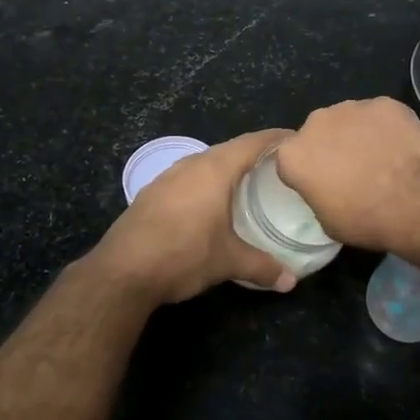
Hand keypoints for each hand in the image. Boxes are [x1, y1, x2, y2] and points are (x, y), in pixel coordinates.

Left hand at [91, 129, 296, 305]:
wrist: (122, 271)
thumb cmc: (183, 255)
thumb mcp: (228, 262)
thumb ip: (262, 267)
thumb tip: (290, 281)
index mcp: (215, 169)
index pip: (253, 142)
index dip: (277, 138)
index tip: (298, 140)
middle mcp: (192, 164)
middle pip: (230, 149)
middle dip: (255, 154)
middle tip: (279, 166)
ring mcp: (168, 177)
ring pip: (206, 163)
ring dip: (228, 169)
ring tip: (249, 183)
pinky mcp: (152, 193)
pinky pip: (188, 178)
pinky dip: (206, 183)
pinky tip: (211, 203)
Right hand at [275, 98, 419, 253]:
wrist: (415, 200)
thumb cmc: (365, 218)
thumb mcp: (327, 221)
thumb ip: (316, 195)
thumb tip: (327, 188)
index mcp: (293, 154)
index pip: (292, 160)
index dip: (307, 173)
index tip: (323, 186)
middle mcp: (316, 122)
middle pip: (318, 133)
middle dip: (330, 147)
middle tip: (353, 171)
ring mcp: (352, 107)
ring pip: (349, 119)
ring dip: (358, 134)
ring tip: (381, 158)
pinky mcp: (384, 103)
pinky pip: (380, 115)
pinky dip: (386, 127)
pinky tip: (400, 147)